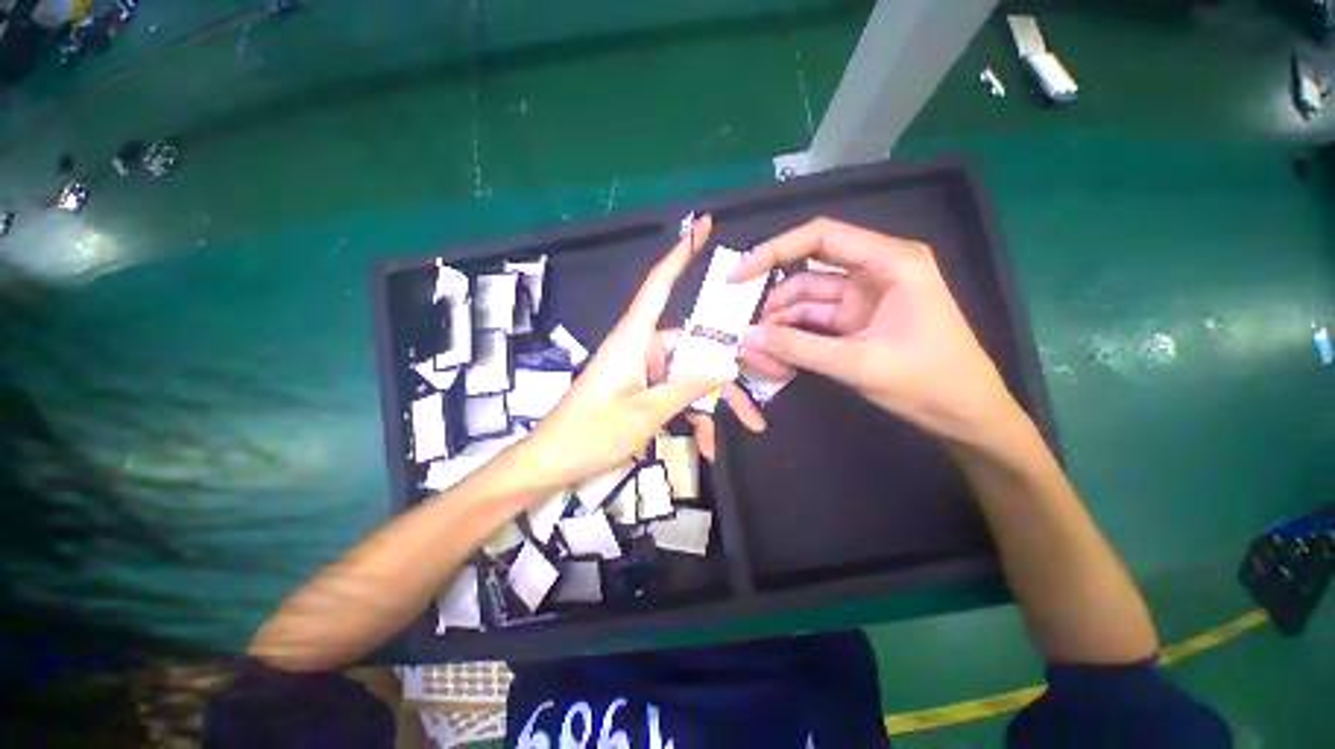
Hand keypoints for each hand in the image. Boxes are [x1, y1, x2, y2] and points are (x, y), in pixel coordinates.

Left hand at [532, 215, 765, 486]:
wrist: (552, 463)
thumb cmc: (591, 434)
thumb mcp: (646, 413)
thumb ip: (687, 387)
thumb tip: (726, 366)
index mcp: (633, 340)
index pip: (659, 286)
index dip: (680, 254)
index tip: (702, 226)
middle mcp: (640, 348)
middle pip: (692, 347)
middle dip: (726, 374)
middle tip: (758, 398)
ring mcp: (641, 371)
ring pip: (689, 375)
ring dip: (713, 403)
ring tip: (748, 425)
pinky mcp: (640, 389)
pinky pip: (674, 394)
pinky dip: (692, 416)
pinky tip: (706, 446)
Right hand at [732, 218, 1015, 442]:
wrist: (968, 416)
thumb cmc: (930, 383)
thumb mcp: (859, 364)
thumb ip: (799, 349)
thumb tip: (747, 337)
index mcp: (889, 262)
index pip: (819, 237)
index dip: (772, 251)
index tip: (737, 276)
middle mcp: (872, 272)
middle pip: (806, 272)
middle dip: (771, 300)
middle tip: (740, 326)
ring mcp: (861, 300)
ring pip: (805, 302)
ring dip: (778, 325)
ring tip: (755, 352)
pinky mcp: (854, 324)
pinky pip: (812, 323)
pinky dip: (791, 338)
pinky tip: (774, 356)